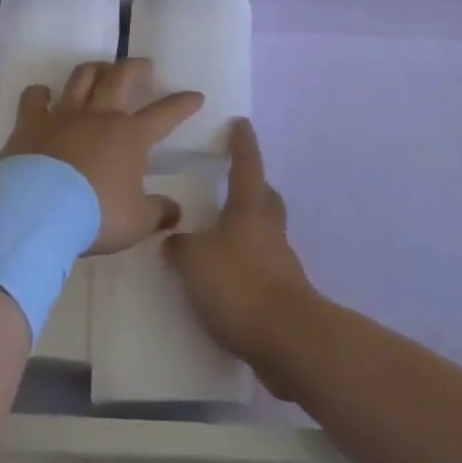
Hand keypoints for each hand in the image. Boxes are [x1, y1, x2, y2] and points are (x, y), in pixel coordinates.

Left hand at [0, 58, 202, 254]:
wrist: (40, 210)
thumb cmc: (96, 215)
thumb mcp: (137, 222)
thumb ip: (159, 212)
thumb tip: (176, 210)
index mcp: (131, 136)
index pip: (165, 114)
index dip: (182, 104)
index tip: (196, 95)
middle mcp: (100, 116)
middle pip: (122, 78)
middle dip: (136, 67)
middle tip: (143, 64)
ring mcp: (64, 115)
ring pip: (82, 78)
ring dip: (95, 69)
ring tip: (101, 68)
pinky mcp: (31, 122)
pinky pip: (34, 97)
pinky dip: (39, 93)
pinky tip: (42, 94)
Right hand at [165, 119, 315, 375]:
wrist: (287, 339)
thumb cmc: (239, 285)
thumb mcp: (195, 261)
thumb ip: (180, 247)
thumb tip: (174, 239)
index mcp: (249, 210)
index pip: (246, 166)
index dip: (242, 144)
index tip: (241, 123)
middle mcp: (268, 229)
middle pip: (265, 197)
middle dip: (253, 185)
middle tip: (234, 181)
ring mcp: (280, 262)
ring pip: (265, 231)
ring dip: (248, 227)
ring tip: (221, 233)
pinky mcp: (283, 293)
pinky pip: (263, 265)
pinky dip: (246, 263)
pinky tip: (226, 277)